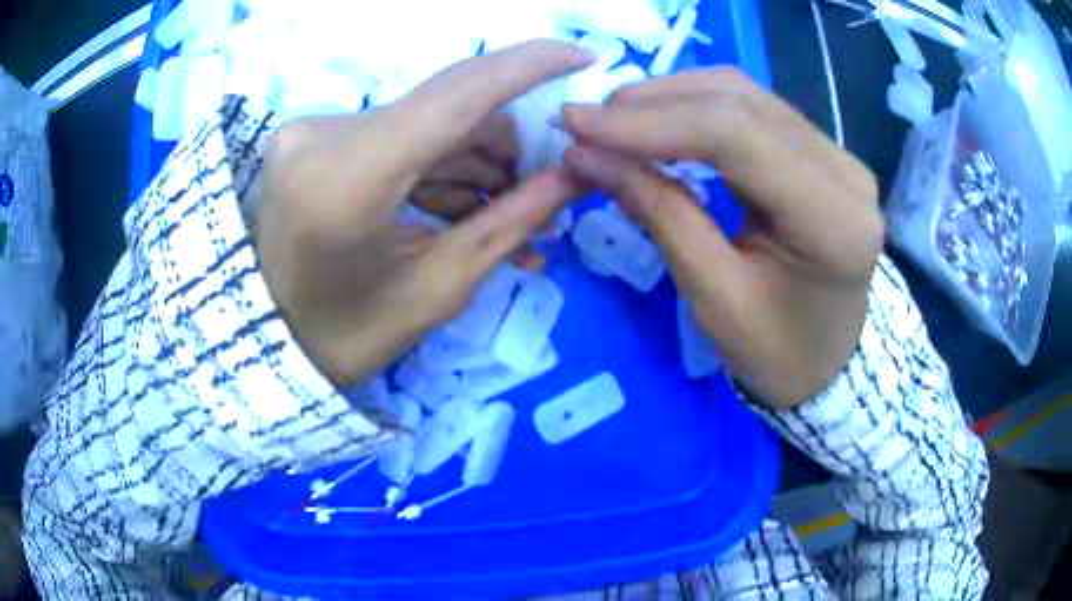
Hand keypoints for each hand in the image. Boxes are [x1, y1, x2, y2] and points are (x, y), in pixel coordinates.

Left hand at [255, 40, 592, 385]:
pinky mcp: (313, 137)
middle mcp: (324, 135)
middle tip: (534, 196)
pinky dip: (432, 165)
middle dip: (501, 147)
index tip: (581, 56)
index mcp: (349, 181)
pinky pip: (393, 136)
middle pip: (445, 110)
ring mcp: (312, 132)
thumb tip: (571, 177)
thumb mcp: (436, 291)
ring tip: (496, 215)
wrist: (269, 341)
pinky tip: (458, 204)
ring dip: (470, 161)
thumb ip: (508, 224)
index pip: (456, 93)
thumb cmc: (347, 335)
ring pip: (423, 122)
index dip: (528, 66)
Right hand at [560, 68, 883, 407]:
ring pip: (743, 94)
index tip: (576, 123)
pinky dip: (695, 107)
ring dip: (670, 98)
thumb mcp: (715, 297)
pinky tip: (657, 120)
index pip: (737, 137)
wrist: (825, 361)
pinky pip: (752, 108)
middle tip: (586, 122)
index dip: (651, 122)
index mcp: (833, 221)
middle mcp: (845, 171)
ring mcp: (837, 154)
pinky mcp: (821, 150)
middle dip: (653, 104)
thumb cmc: (775, 350)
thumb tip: (586, 155)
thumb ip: (659, 214)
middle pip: (740, 103)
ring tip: (613, 119)